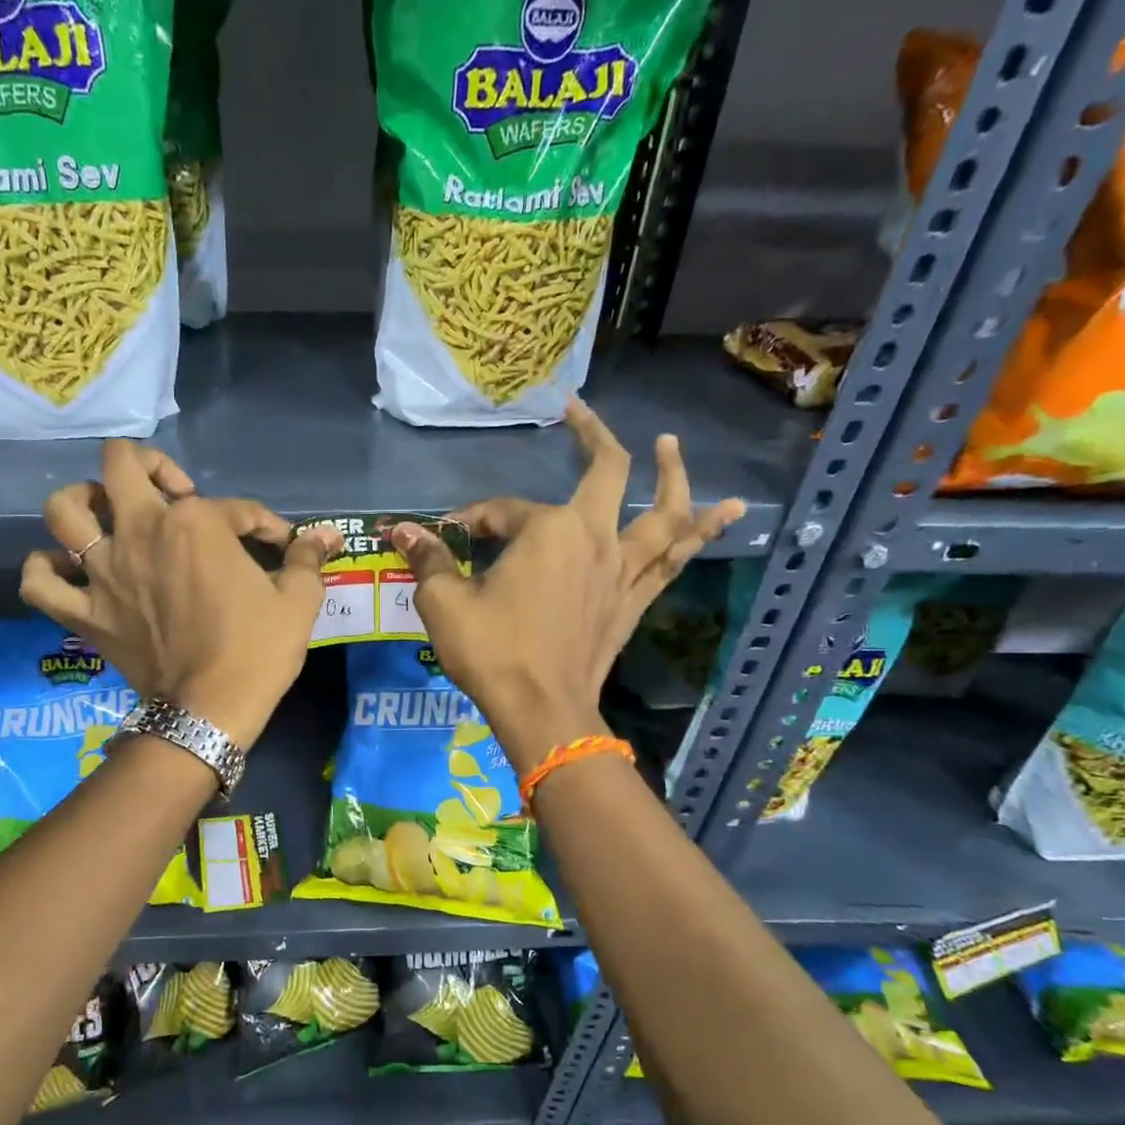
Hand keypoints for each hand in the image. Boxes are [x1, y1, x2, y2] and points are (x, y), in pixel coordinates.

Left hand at [20, 441, 340, 749]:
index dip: (262, 522)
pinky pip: (38, 582)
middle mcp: (140, 532)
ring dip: (83, 502)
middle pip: (119, 465)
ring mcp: (103, 572)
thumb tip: (327, 535)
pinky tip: (67, 571)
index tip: (278, 544)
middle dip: (147, 465)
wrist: (211, 711)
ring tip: (107, 516)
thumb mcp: (298, 602)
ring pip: (63, 510)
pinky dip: (45, 571)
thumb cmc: (258, 651)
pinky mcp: (84, 613)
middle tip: (171, 492)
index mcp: (195, 523)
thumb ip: (307, 559)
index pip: (233, 506)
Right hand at [391, 400, 745, 771]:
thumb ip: (428, 559)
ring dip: (671, 476)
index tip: (447, 537)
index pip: (504, 510)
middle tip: (579, 414)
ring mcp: (624, 570)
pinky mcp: (636, 601)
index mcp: (548, 530)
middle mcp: (596, 538)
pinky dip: (701, 532)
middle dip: (592, 437)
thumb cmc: (492, 651)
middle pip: (608, 473)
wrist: (543, 710)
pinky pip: (675, 559)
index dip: (472, 519)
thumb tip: (400, 529)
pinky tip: (724, 513)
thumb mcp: (444, 603)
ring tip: (672, 445)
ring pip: (663, 512)